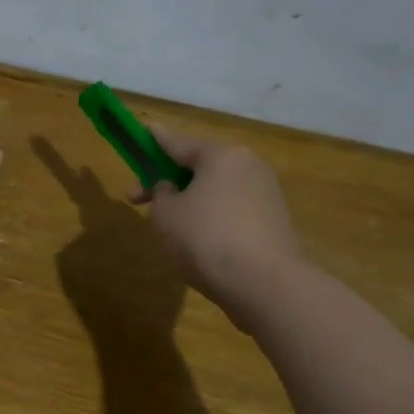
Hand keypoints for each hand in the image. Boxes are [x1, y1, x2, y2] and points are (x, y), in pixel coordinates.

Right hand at [130, 123, 304, 330]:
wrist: (264, 284)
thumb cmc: (205, 239)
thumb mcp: (165, 214)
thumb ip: (161, 193)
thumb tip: (172, 189)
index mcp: (221, 156)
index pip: (179, 142)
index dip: (155, 139)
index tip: (143, 129)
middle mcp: (248, 166)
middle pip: (200, 166)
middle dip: (168, 180)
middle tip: (139, 199)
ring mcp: (266, 193)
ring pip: (217, 188)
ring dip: (191, 200)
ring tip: (170, 225)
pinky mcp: (275, 221)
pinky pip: (233, 209)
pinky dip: (212, 217)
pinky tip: (198, 240)